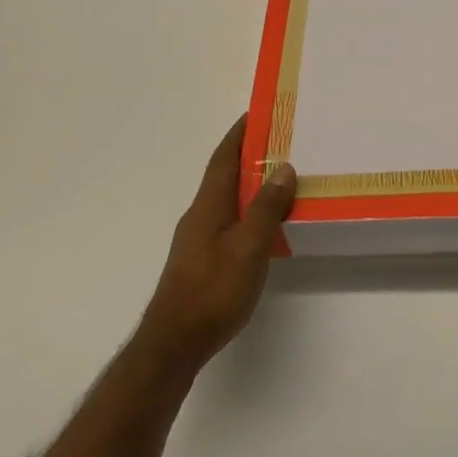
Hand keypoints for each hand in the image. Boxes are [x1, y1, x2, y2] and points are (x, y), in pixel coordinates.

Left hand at [138, 116, 296, 371]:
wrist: (173, 345)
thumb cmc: (212, 291)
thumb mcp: (249, 248)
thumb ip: (266, 208)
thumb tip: (284, 167)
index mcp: (209, 205)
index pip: (224, 157)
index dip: (240, 133)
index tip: (259, 111)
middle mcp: (200, 215)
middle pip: (225, 174)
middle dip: (250, 154)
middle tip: (283, 140)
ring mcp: (199, 238)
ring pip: (228, 198)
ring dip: (251, 182)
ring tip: (282, 176)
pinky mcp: (203, 259)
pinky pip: (230, 219)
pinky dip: (249, 208)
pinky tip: (267, 222)